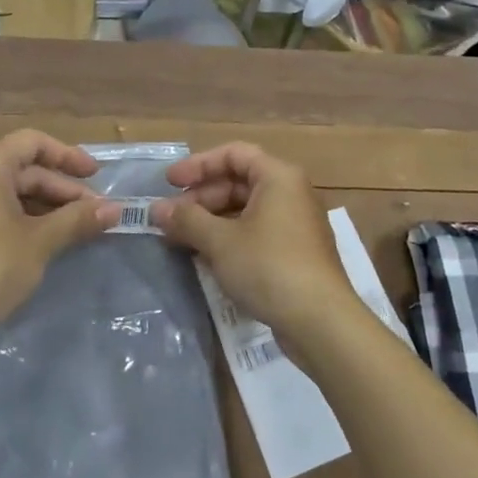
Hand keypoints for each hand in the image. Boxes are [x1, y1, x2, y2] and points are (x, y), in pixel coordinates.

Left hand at [0, 130, 118, 342]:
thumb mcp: (40, 241)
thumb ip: (78, 219)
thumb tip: (116, 209)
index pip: (33, 143)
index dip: (68, 156)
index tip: (97, 175)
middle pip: (23, 168)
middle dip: (61, 188)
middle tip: (95, 212)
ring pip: (10, 190)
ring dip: (46, 205)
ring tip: (78, 227)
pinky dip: (23, 216)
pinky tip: (47, 237)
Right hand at [150, 144, 357, 344]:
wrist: (322, 322)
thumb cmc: (269, 266)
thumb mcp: (220, 241)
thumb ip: (187, 220)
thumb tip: (156, 209)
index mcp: (278, 177)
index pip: (233, 154)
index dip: (198, 165)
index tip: (169, 183)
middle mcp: (291, 193)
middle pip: (239, 182)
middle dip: (201, 198)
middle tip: (171, 218)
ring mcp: (296, 225)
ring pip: (246, 210)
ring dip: (212, 221)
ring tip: (182, 239)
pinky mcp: (296, 254)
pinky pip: (256, 233)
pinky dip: (230, 239)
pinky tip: (207, 258)